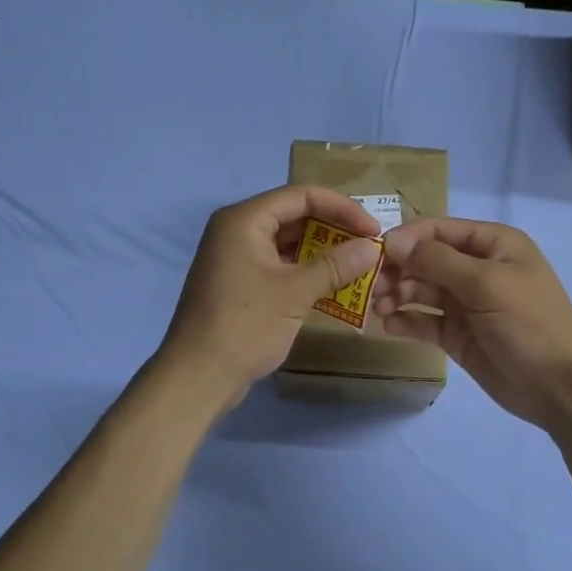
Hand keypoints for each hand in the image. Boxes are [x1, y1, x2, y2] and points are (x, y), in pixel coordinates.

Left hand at [157, 185, 384, 411]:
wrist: (198, 375)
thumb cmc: (245, 325)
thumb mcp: (294, 293)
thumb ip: (335, 265)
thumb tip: (373, 248)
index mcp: (244, 220)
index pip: (301, 195)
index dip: (342, 208)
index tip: (373, 230)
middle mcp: (237, 230)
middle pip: (294, 215)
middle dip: (333, 229)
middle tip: (368, 248)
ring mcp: (236, 257)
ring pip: (287, 242)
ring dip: (322, 252)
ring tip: (356, 266)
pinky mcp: (239, 282)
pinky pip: (278, 264)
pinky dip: (304, 271)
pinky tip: (332, 286)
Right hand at [372, 217, 571, 429]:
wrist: (560, 386)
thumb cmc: (529, 323)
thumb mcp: (486, 284)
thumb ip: (438, 261)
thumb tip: (393, 242)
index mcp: (491, 244)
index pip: (438, 230)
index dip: (407, 239)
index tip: (378, 255)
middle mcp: (476, 269)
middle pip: (425, 260)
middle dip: (398, 270)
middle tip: (374, 288)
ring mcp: (465, 303)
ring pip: (420, 290)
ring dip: (397, 296)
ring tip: (381, 310)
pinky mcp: (457, 334)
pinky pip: (423, 321)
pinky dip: (405, 321)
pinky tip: (391, 327)